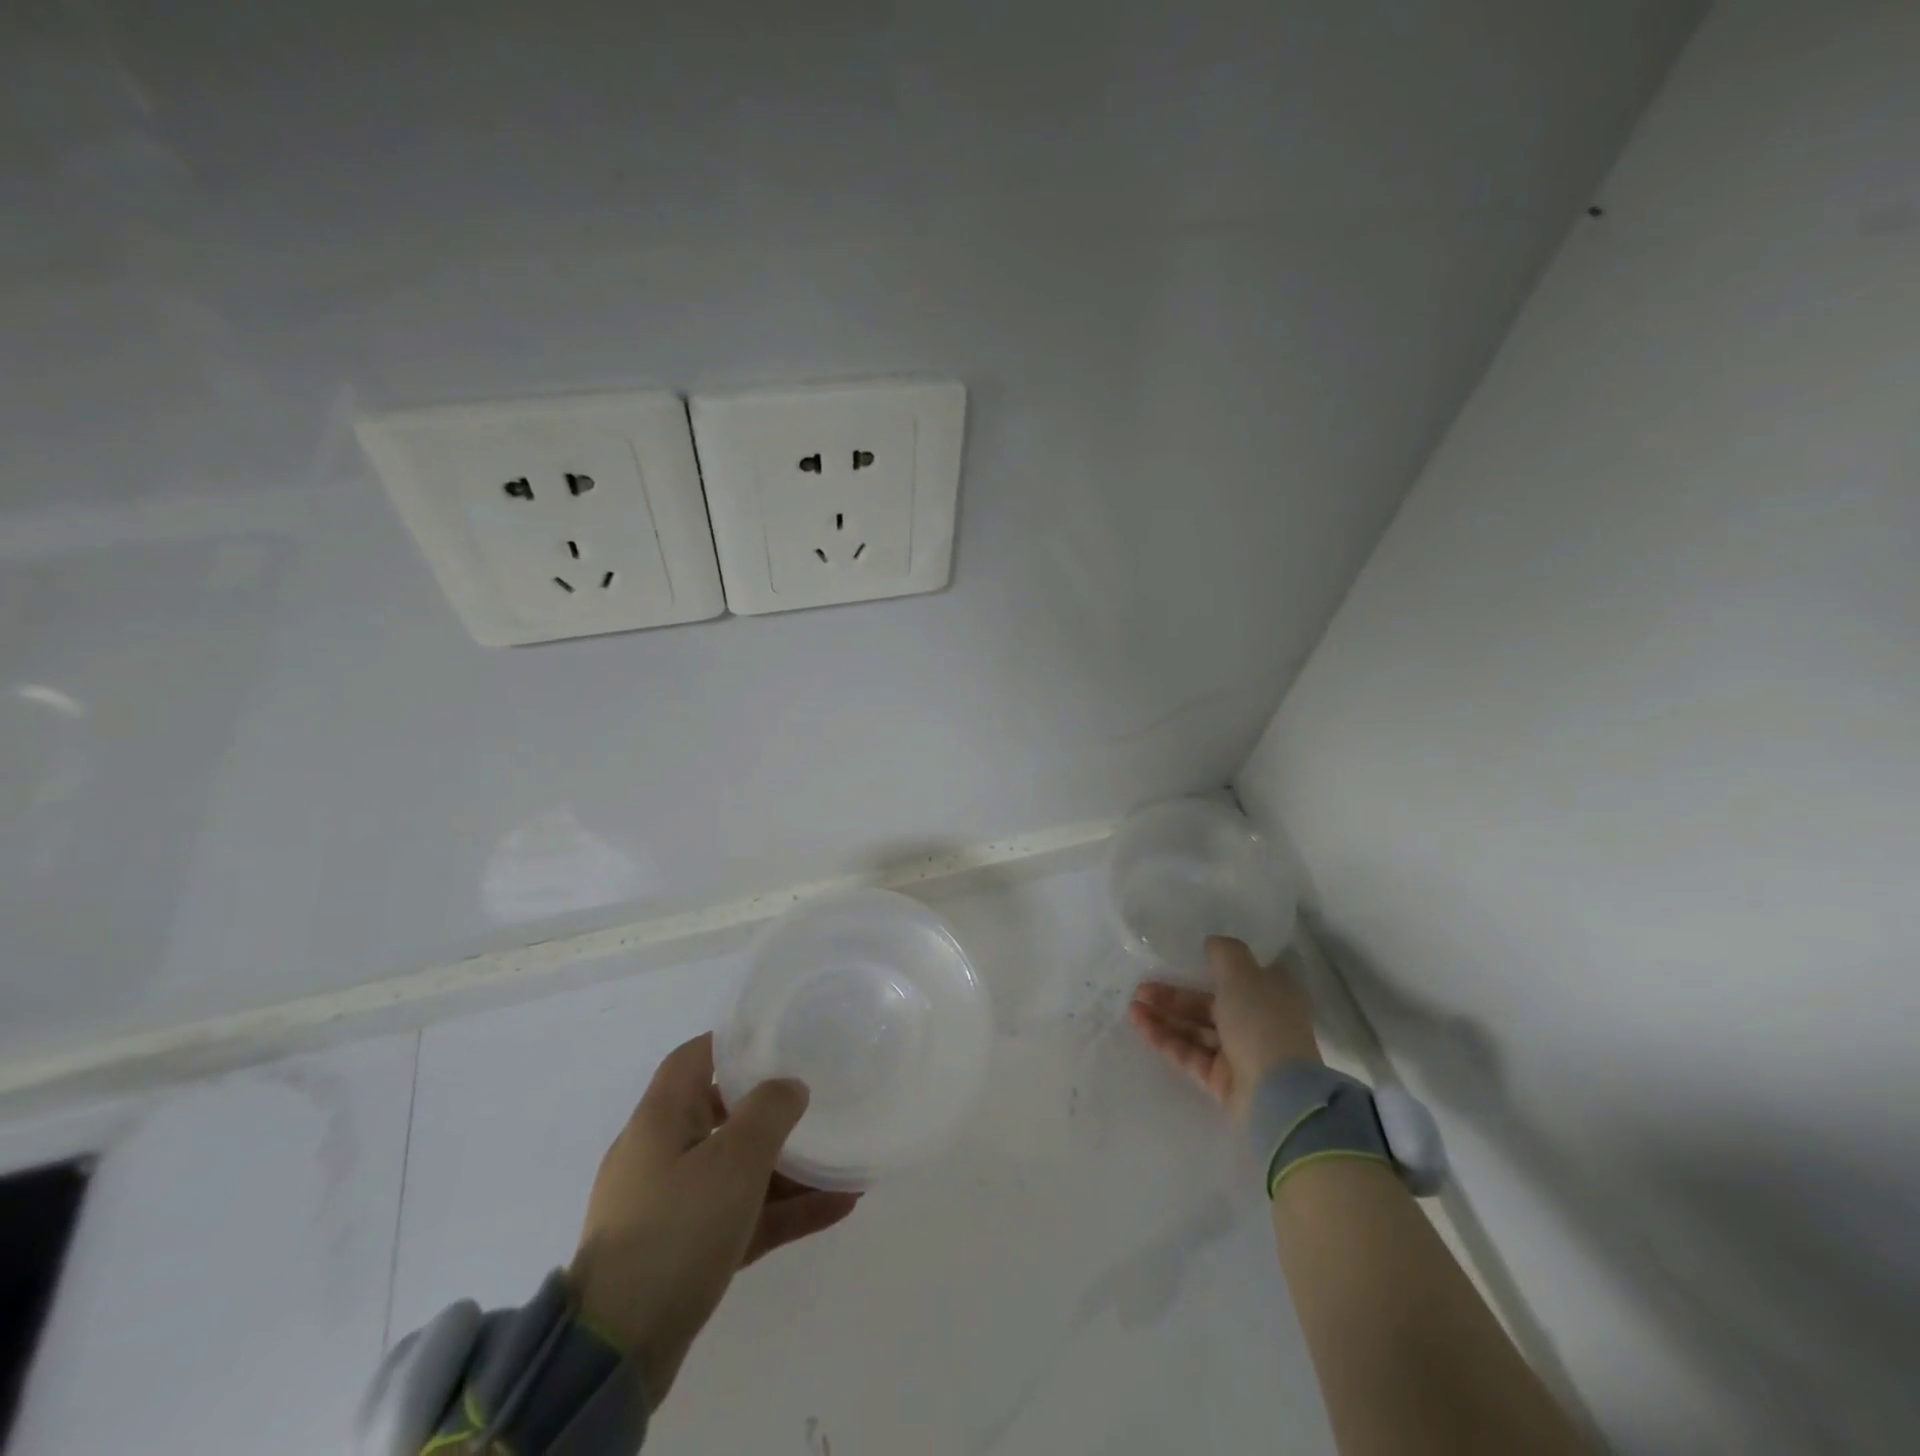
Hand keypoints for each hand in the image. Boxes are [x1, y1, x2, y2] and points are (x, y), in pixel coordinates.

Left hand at [569, 1033, 859, 1407]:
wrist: (616, 1353)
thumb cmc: (676, 1232)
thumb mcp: (733, 1161)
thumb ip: (769, 1112)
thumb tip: (789, 1085)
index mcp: (660, 1119)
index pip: (694, 1057)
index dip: (734, 1042)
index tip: (779, 1040)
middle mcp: (661, 1153)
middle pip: (721, 1112)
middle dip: (770, 1107)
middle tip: (817, 1099)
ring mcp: (670, 1204)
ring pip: (737, 1169)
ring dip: (787, 1166)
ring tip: (841, 1159)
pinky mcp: (683, 1250)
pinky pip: (741, 1214)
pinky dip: (781, 1208)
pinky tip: (838, 1206)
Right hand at [1127, 935, 1321, 1119]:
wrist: (1276, 1094)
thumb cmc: (1261, 1022)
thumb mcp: (1243, 974)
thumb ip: (1224, 952)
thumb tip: (1212, 943)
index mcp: (1271, 993)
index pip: (1238, 974)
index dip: (1208, 965)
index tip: (1178, 959)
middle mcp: (1256, 1021)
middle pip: (1208, 1002)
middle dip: (1174, 995)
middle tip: (1140, 988)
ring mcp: (1239, 1052)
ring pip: (1196, 1028)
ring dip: (1164, 1016)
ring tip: (1132, 1007)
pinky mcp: (1221, 1079)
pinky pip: (1189, 1053)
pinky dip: (1165, 1039)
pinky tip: (1140, 1026)